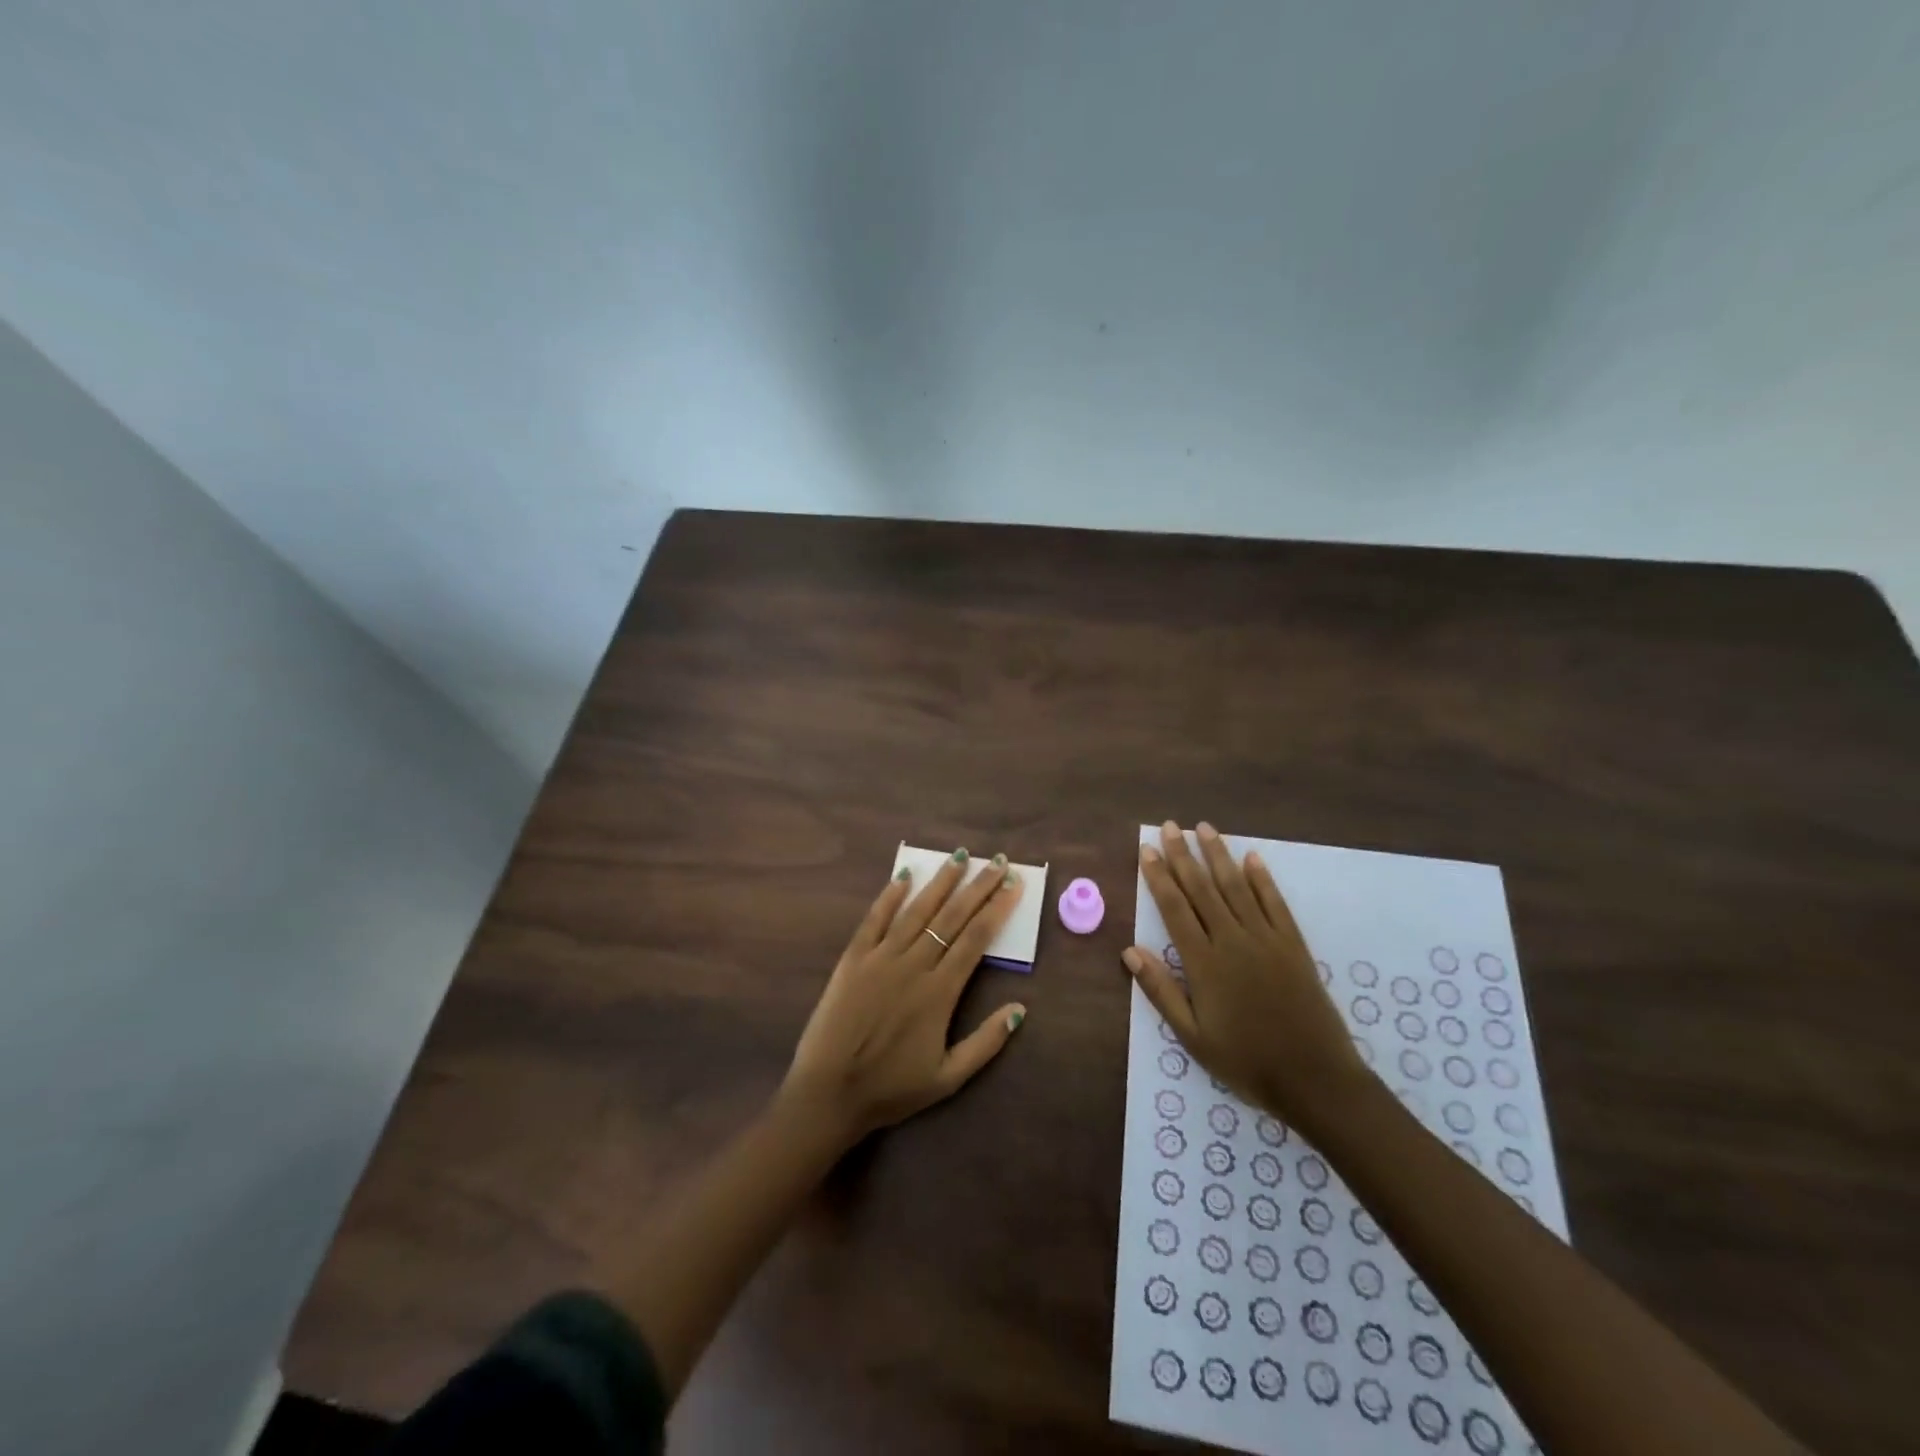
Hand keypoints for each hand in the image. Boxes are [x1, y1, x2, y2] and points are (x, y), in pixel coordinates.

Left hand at [783, 850, 1027, 1144]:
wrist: (829, 1093)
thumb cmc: (891, 1089)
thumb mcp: (948, 1078)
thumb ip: (986, 1042)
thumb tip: (1020, 1009)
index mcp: (940, 992)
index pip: (976, 938)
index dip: (997, 908)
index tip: (1013, 884)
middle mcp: (914, 965)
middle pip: (952, 917)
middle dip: (977, 886)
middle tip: (996, 861)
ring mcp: (881, 958)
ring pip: (917, 911)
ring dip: (940, 882)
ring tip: (958, 857)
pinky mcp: (853, 959)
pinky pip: (874, 920)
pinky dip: (889, 897)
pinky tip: (903, 876)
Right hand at [1124, 821, 1368, 1133]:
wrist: (1315, 1079)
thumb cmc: (1247, 1061)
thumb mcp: (1193, 1037)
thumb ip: (1162, 991)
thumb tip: (1129, 951)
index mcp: (1204, 963)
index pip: (1175, 908)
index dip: (1159, 877)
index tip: (1147, 850)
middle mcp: (1233, 941)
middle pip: (1203, 889)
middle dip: (1183, 855)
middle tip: (1170, 826)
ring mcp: (1266, 939)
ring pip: (1237, 887)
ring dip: (1219, 855)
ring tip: (1204, 828)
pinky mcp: (1294, 946)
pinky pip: (1275, 904)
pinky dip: (1262, 879)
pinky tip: (1252, 858)